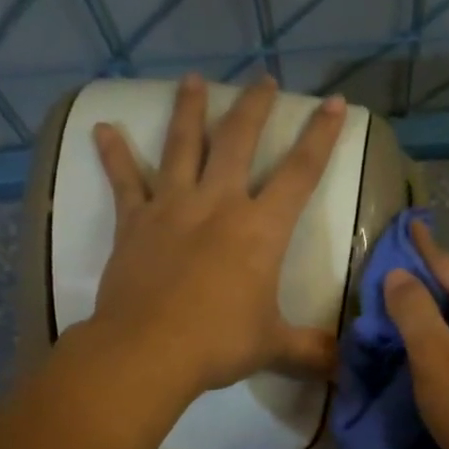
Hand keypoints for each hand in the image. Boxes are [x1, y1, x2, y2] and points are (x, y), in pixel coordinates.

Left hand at [86, 74, 345, 396]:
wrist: (149, 351)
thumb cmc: (219, 343)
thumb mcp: (274, 347)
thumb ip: (311, 350)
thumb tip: (345, 369)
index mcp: (261, 229)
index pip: (301, 172)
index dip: (320, 135)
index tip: (334, 101)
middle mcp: (219, 204)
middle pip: (239, 141)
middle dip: (254, 107)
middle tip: (262, 79)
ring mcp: (172, 207)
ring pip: (183, 146)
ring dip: (190, 110)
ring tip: (193, 80)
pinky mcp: (134, 222)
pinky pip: (124, 180)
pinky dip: (114, 154)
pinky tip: (103, 128)